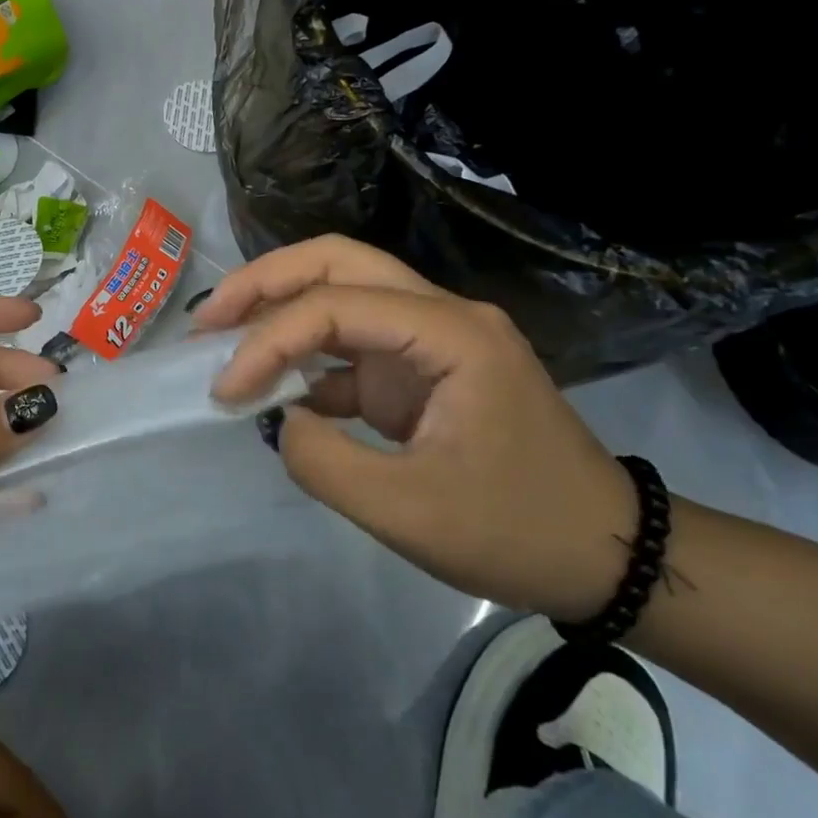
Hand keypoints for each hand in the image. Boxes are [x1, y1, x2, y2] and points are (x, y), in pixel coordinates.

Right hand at [193, 236, 634, 621]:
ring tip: (224, 334)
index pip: (335, 307)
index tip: (223, 389)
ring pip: (343, 290)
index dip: (268, 341)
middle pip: (338, 261)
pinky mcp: (423, 366)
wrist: (607, 555)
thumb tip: (278, 418)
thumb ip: (323, 461)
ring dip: (281, 307)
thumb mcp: (408, 514)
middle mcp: (440, 314)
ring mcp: (432, 337)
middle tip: (209, 316)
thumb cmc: (517, 532)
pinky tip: (272, 385)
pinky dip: (307, 355)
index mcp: (449, 333)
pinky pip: (353, 341)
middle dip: (266, 281)